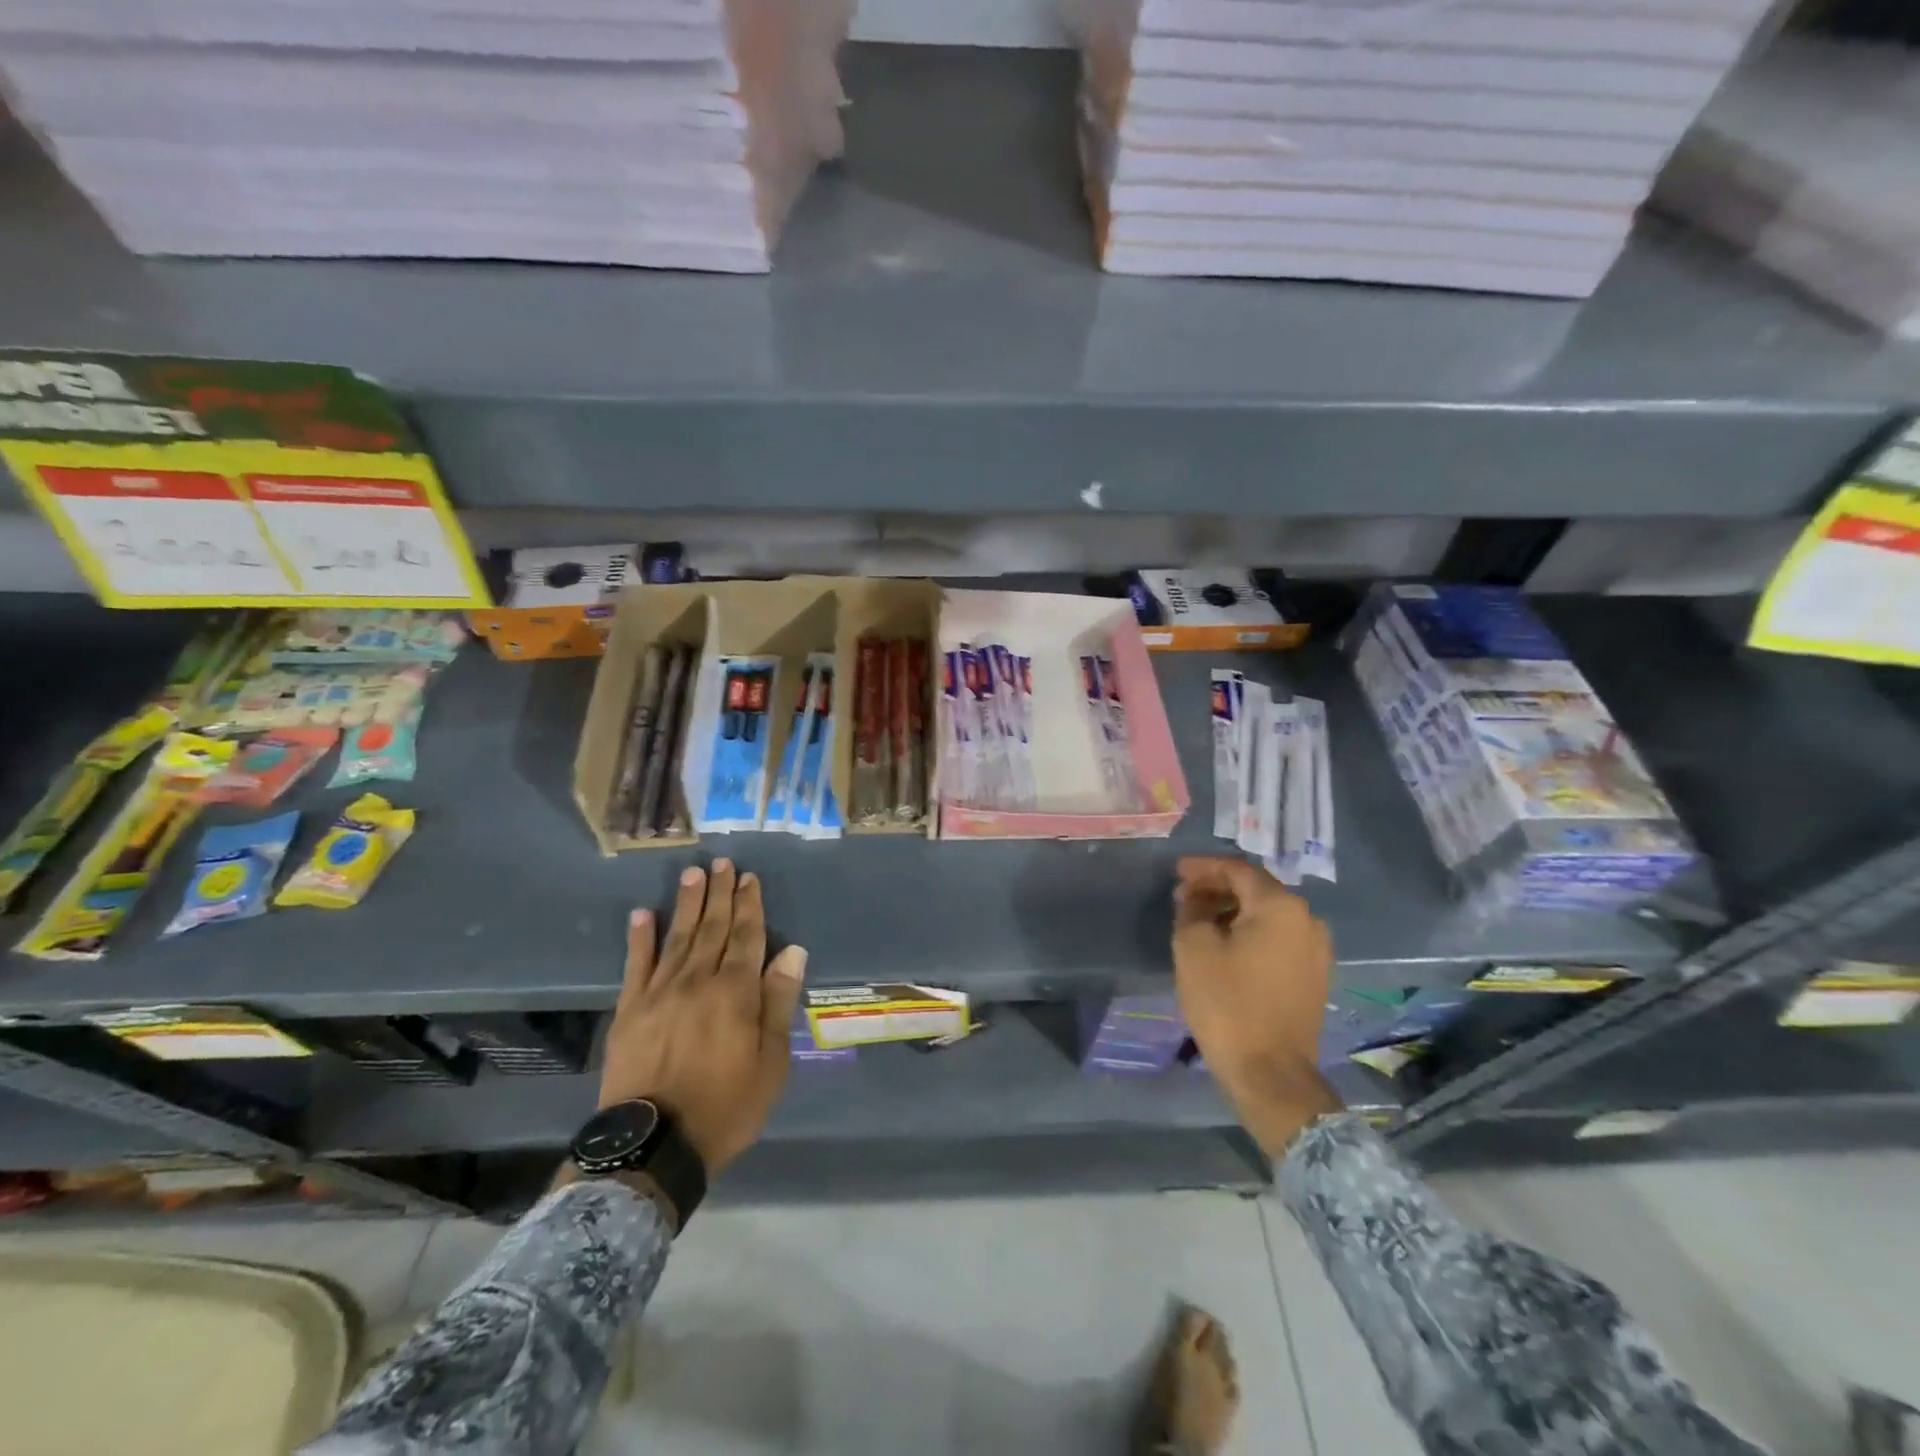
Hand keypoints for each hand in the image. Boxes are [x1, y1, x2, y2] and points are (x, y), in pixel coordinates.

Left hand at [597, 859, 807, 1173]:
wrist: (654, 1146)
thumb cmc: (726, 1106)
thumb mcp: (771, 1062)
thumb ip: (778, 1003)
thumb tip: (792, 951)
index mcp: (735, 993)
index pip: (746, 937)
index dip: (750, 905)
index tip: (749, 878)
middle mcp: (698, 981)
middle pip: (713, 928)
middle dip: (720, 894)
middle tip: (722, 863)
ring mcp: (659, 993)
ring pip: (677, 937)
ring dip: (686, 903)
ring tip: (692, 874)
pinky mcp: (629, 1010)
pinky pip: (635, 965)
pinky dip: (639, 938)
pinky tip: (642, 914)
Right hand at [1172, 857, 1340, 1155]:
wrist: (1270, 1072)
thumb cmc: (1226, 1002)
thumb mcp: (1193, 947)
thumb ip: (1192, 909)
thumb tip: (1197, 897)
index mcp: (1281, 906)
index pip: (1238, 870)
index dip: (1204, 867)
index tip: (1176, 871)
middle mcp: (1308, 920)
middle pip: (1257, 890)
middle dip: (1218, 888)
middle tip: (1184, 896)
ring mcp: (1317, 950)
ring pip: (1268, 915)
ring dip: (1233, 911)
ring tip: (1200, 920)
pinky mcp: (1314, 976)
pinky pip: (1279, 939)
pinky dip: (1251, 933)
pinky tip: (1226, 944)